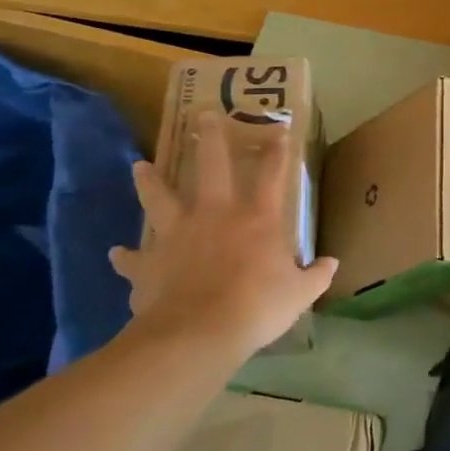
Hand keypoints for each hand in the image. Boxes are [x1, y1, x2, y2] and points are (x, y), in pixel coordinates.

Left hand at [109, 110, 336, 362]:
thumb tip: (331, 263)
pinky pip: (133, 258)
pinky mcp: (149, 262)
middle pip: (211, 167)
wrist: (197, 333)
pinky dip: (126, 257)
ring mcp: (177, 235)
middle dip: (210, 139)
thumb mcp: (299, 294)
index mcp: (257, 219)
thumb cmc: (256, 307)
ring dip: (150, 182)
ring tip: (141, 166)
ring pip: (160, 198)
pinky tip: (117, 254)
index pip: (271, 176)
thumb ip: (316, 275)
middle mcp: (215, 215)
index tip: (279, 131)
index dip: (277, 152)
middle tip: (203, 116)